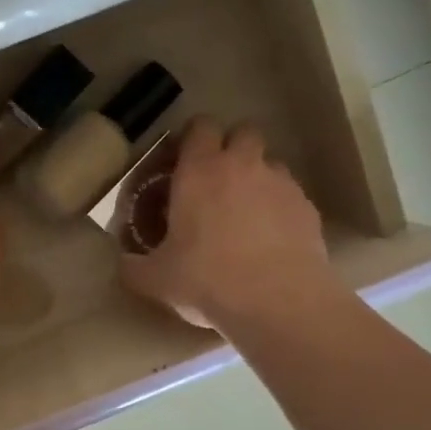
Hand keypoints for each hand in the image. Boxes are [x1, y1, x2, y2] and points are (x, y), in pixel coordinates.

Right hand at [120, 117, 335, 330]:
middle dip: (230, 148)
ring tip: (245, 213)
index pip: (200, 126)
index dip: (191, 138)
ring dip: (256, 177)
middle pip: (243, 132)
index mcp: (200, 170)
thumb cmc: (207, 280)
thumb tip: (122, 263)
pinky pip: (290, 195)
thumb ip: (132, 266)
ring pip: (270, 163)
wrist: (279, 303)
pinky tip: (270, 240)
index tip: (181, 161)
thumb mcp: (155, 279)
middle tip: (215, 182)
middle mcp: (244, 165)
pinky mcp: (308, 208)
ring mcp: (281, 184)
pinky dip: (278, 208)